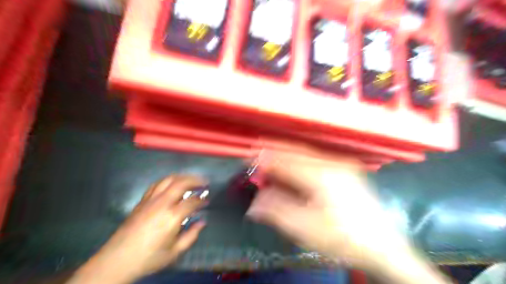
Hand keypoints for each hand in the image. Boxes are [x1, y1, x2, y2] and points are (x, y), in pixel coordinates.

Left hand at [68, 175, 208, 282]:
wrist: (117, 260)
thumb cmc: (149, 258)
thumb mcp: (175, 252)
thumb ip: (191, 235)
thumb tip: (201, 222)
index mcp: (172, 216)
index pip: (192, 201)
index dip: (202, 200)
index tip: (207, 201)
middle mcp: (162, 203)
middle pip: (181, 183)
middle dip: (195, 180)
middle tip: (204, 182)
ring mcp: (151, 200)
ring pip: (169, 180)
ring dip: (182, 177)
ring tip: (190, 179)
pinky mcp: (142, 201)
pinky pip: (157, 184)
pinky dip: (168, 180)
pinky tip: (172, 184)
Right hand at [248, 149, 447, 283]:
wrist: (383, 246)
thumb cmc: (343, 239)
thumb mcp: (306, 230)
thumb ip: (277, 212)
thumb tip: (254, 203)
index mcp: (321, 176)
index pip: (285, 161)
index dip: (264, 159)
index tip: (248, 159)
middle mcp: (331, 163)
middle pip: (295, 150)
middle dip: (273, 149)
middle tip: (255, 150)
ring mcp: (340, 164)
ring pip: (305, 152)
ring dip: (285, 152)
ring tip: (269, 153)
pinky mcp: (344, 168)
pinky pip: (314, 157)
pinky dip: (298, 157)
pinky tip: (291, 162)